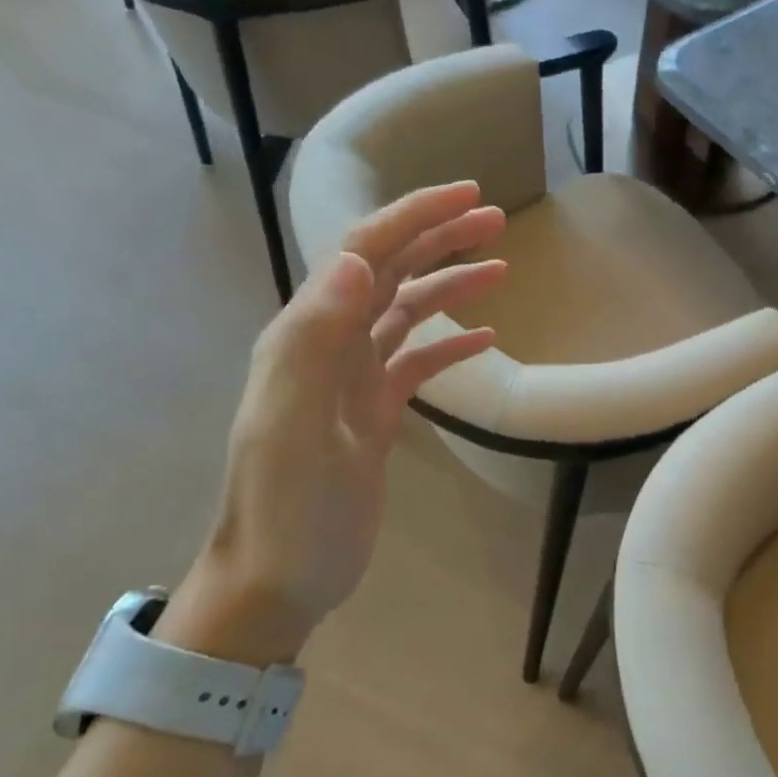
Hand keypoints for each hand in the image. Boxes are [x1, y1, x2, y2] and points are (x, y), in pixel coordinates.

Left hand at [161, 183, 505, 662]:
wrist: (277, 580)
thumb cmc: (284, 509)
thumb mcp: (292, 427)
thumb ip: (313, 342)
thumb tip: (354, 260)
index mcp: (307, 335)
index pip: (364, 252)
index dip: (414, 216)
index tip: (468, 196)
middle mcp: (329, 344)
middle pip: (391, 271)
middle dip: (440, 237)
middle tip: (496, 219)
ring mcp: (353, 378)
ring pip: (407, 311)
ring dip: (450, 284)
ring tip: (500, 267)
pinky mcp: (373, 411)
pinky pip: (417, 361)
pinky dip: (450, 344)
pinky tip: (484, 338)